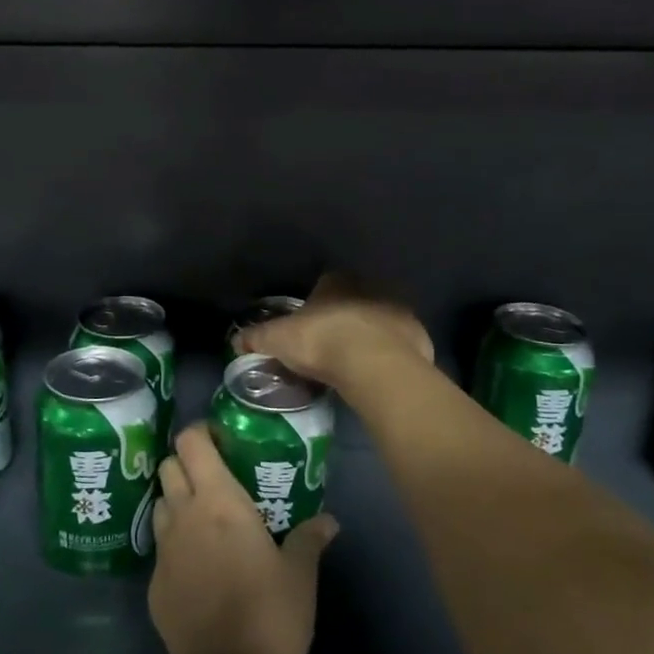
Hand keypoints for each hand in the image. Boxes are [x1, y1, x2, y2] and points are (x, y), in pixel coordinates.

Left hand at [150, 426, 337, 653]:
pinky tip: (197, 568)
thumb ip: (309, 539)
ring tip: (203, 520)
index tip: (221, 440)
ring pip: (160, 505)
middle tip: (215, 479)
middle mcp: (183, 515)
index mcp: (217, 500)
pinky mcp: (154, 585)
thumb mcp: (300, 574)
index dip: (201, 433)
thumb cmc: (270, 613)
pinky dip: (175, 545)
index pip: (191, 442)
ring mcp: (163, 550)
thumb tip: (329, 521)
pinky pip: (160, 549)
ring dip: (176, 502)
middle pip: (168, 467)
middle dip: (187, 465)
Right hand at [240, 272, 432, 387]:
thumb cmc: (321, 341)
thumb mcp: (277, 340)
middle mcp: (370, 287)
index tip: (309, 323)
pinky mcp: (419, 336)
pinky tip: (379, 372)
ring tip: (356, 361)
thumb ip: (256, 337)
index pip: (325, 283)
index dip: (317, 302)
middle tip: (332, 343)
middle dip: (345, 316)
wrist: (374, 365)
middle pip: (355, 299)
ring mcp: (398, 310)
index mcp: (337, 281)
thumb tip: (235, 340)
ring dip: (371, 334)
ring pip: (380, 319)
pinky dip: (391, 354)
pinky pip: (401, 343)